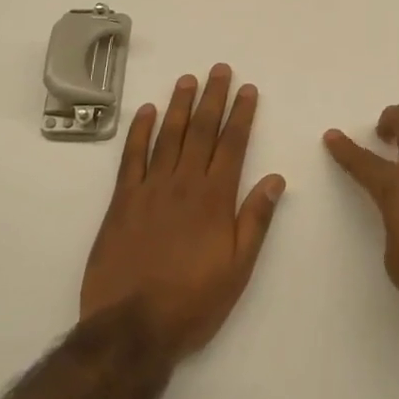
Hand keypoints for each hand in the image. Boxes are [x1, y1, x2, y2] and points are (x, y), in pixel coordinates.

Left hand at [81, 64, 285, 360]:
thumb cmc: (192, 302)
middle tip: (219, 69)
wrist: (132, 329)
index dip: (241, 114)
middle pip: (202, 131)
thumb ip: (255, 220)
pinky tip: (146, 111)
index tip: (247, 89)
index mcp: (215, 198)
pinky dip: (139, 132)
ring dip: (179, 105)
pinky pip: (131, 157)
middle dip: (213, 97)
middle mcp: (184, 184)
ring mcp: (150, 189)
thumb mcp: (238, 269)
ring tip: (187, 79)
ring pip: (168, 136)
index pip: (233, 144)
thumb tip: (276, 178)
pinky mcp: (122, 202)